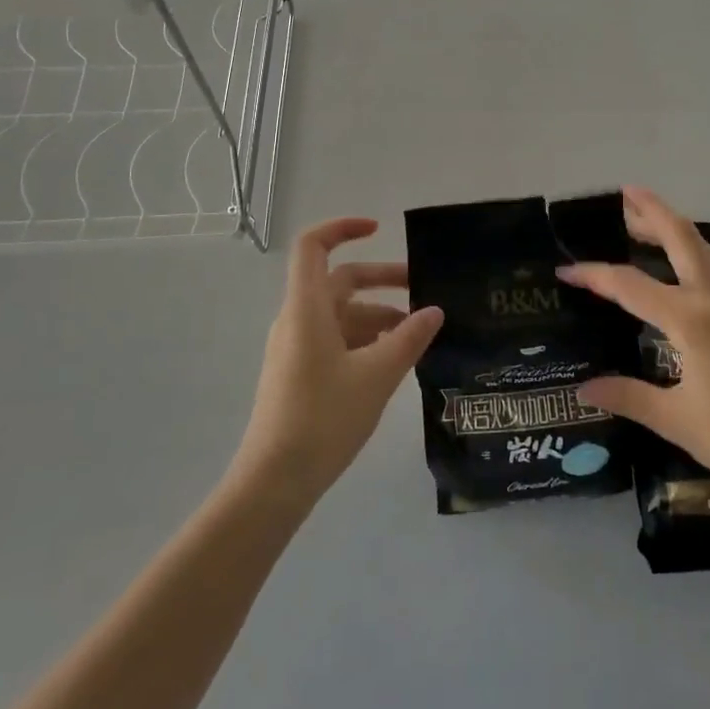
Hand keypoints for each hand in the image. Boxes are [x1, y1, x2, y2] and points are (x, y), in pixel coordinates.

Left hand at [232, 218, 443, 503]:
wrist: (274, 481)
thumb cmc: (324, 417)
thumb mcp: (377, 375)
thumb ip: (409, 338)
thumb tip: (435, 311)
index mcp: (307, 307)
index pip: (313, 246)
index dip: (343, 228)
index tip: (379, 229)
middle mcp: (298, 319)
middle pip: (339, 280)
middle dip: (381, 280)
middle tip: (423, 289)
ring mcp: (296, 347)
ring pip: (341, 314)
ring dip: (378, 315)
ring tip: (417, 335)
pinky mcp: (299, 372)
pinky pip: (336, 339)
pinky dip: (365, 339)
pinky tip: (393, 361)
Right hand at [560, 187, 709, 503]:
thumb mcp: (676, 420)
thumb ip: (628, 396)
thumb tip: (584, 388)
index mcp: (690, 321)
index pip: (631, 286)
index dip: (595, 276)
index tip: (565, 271)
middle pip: (682, 240)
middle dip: (654, 212)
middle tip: (626, 193)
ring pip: (704, 251)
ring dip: (675, 228)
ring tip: (647, 219)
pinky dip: (693, 254)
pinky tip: (682, 267)